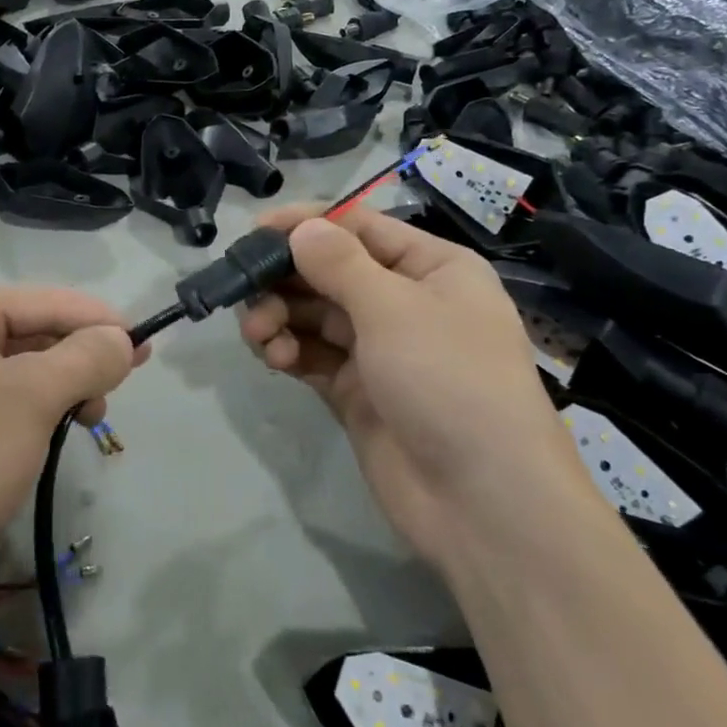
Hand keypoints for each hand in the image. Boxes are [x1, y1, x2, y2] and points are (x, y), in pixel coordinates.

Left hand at [0, 285, 140, 572]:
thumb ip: (86, 357)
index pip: (45, 302)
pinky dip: (21, 413)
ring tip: (81, 423)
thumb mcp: (34, 398)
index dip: (100, 323)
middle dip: (75, 363)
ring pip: (8, 370)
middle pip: (26, 334)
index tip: (145, 347)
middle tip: (109, 398)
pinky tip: (40, 438)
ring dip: (52, 391)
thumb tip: (121, 338)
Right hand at [238, 208, 575, 572]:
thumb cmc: (449, 380)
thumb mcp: (395, 309)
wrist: (483, 502)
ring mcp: (380, 350)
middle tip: (243, 289)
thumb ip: (340, 264)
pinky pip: (314, 356)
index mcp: (431, 268)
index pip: (360, 227)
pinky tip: (273, 357)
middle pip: (331, 272)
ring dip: (281, 316)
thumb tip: (302, 228)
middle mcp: (406, 302)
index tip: (255, 231)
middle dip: (286, 278)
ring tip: (257, 334)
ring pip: (316, 316)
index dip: (308, 224)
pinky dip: (289, 351)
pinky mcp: (358, 391)